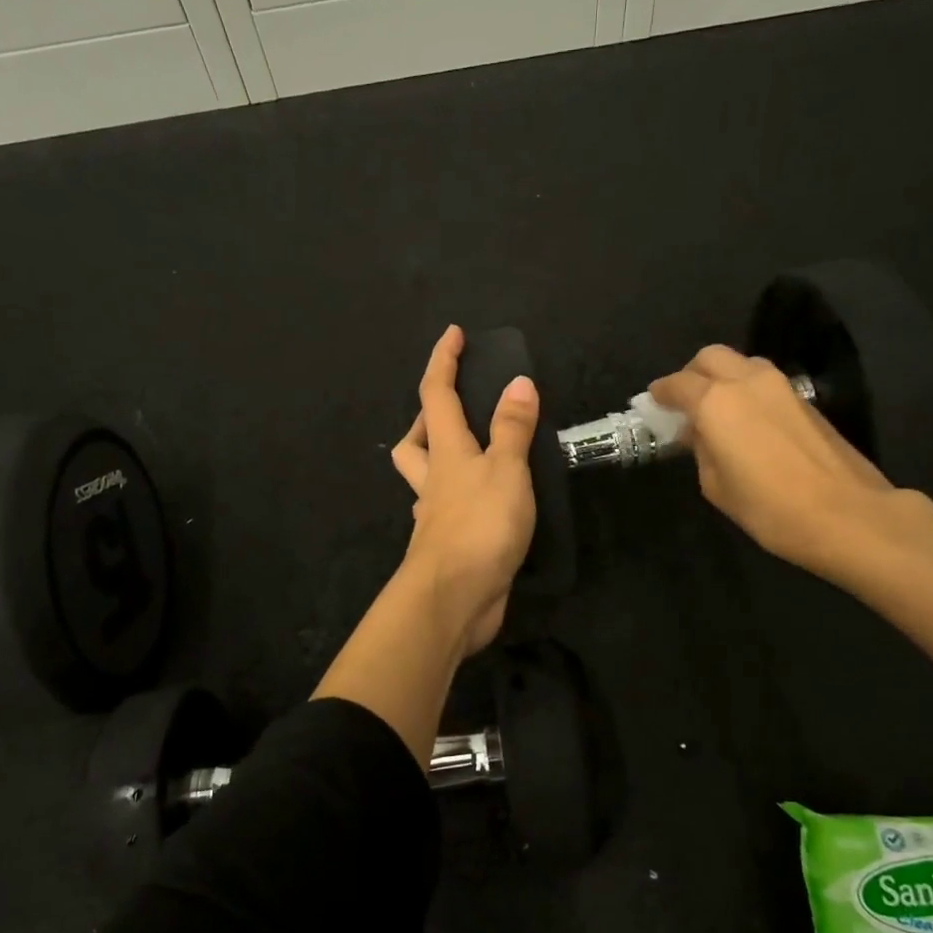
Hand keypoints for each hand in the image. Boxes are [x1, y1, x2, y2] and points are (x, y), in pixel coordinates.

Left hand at [389, 326, 538, 653]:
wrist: (453, 598)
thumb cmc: (480, 526)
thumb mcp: (506, 470)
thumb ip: (512, 429)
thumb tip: (518, 382)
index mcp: (446, 452)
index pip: (436, 395)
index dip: (443, 361)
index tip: (453, 334)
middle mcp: (433, 480)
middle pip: (415, 440)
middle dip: (427, 418)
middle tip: (456, 409)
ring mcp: (435, 516)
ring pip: (426, 478)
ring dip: (440, 459)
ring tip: (476, 455)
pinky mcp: (447, 546)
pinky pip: (445, 511)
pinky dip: (460, 500)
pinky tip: (485, 505)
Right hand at [649, 345, 919, 585]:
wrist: (844, 514)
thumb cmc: (767, 507)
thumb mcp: (715, 485)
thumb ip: (702, 449)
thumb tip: (701, 433)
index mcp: (716, 402)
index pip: (678, 384)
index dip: (661, 393)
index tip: (653, 403)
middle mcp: (746, 381)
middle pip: (710, 357)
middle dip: (692, 374)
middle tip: (684, 401)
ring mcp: (781, 387)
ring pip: (741, 364)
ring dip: (723, 378)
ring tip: (716, 410)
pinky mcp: (805, 400)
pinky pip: (764, 382)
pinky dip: (746, 391)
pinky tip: (746, 422)